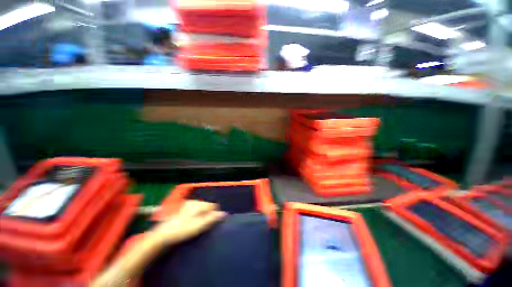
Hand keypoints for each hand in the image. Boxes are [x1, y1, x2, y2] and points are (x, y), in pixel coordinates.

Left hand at [150, 200, 225, 245]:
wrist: (162, 235)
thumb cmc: (182, 231)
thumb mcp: (198, 226)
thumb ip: (212, 219)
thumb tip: (224, 213)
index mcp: (198, 204)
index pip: (213, 206)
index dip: (214, 214)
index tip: (210, 223)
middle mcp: (194, 201)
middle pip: (207, 206)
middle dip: (207, 214)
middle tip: (202, 225)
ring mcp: (187, 204)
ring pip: (201, 207)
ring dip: (201, 214)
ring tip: (195, 225)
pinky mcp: (182, 207)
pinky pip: (194, 208)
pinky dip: (195, 214)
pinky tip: (190, 222)